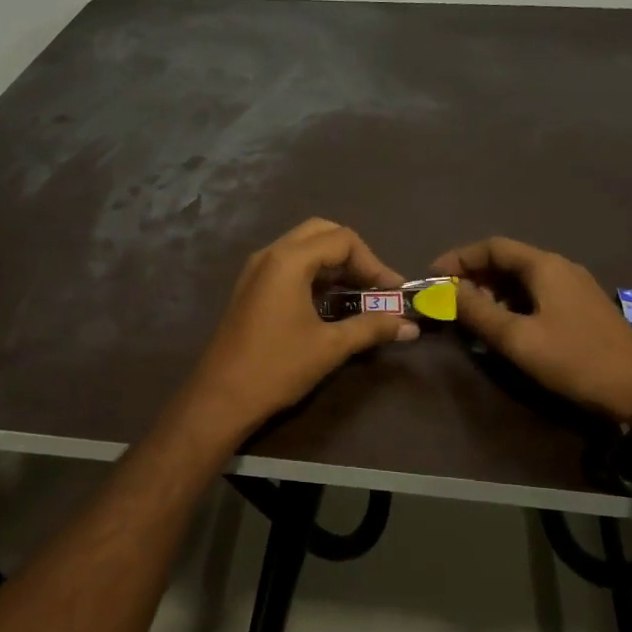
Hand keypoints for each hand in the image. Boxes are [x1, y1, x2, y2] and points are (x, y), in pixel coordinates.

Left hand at [171, 219, 417, 449]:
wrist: (221, 398)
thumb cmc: (277, 367)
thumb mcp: (330, 347)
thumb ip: (371, 328)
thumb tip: (410, 326)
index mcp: (288, 260)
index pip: (342, 240)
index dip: (374, 263)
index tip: (393, 292)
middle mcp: (270, 254)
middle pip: (322, 233)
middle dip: (354, 256)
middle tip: (374, 286)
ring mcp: (256, 269)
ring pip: (304, 247)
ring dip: (334, 265)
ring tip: (359, 295)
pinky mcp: (251, 287)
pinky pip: (288, 265)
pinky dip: (314, 274)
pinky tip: (330, 304)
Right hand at [430, 236, 631, 418]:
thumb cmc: (574, 359)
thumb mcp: (517, 338)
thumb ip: (477, 312)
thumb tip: (445, 291)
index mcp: (544, 266)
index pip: (492, 246)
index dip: (459, 258)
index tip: (433, 278)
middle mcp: (560, 267)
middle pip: (507, 261)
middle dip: (473, 277)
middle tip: (449, 301)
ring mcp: (575, 287)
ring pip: (522, 279)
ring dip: (492, 292)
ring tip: (471, 317)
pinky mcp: (583, 308)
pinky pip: (538, 294)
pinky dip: (513, 303)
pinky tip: (504, 327)